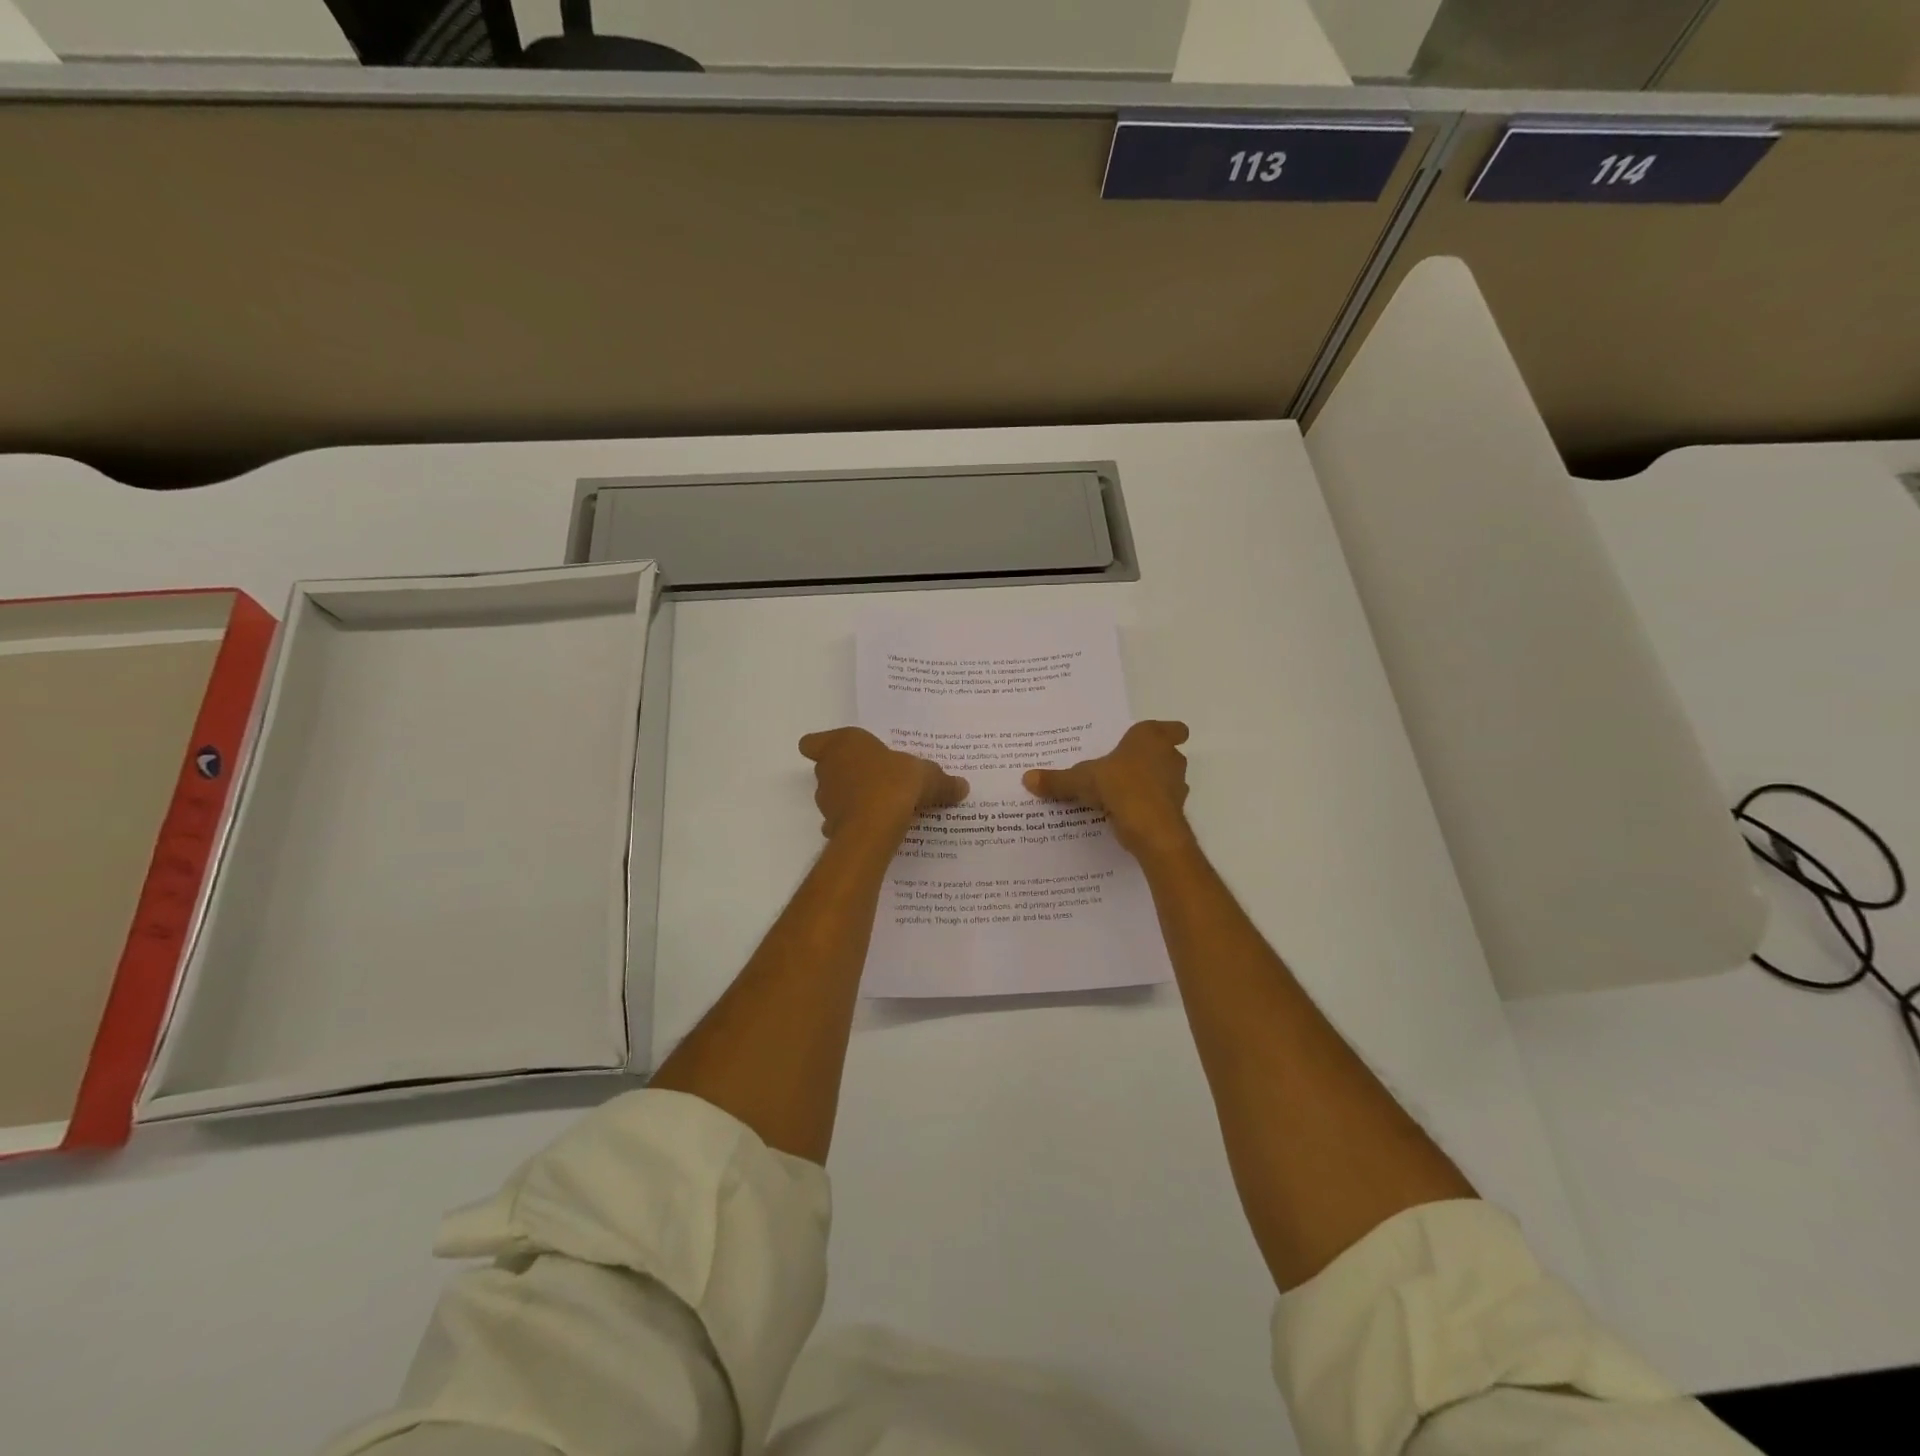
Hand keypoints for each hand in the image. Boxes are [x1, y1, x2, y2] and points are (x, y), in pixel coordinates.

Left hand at [799, 727, 968, 840]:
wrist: (874, 826)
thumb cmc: (895, 783)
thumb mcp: (926, 776)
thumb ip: (942, 781)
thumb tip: (962, 786)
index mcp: (843, 744)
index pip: (813, 742)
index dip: (822, 747)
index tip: (840, 753)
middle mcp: (828, 770)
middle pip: (828, 769)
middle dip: (847, 775)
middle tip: (875, 780)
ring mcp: (826, 801)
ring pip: (834, 797)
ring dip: (851, 800)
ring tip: (880, 807)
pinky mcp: (831, 828)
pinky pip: (842, 824)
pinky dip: (854, 826)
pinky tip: (876, 830)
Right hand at [1024, 720, 1192, 859]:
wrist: (1151, 828)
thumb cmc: (1119, 786)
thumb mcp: (1081, 781)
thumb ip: (1057, 780)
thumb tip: (1026, 778)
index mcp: (1150, 738)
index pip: (1173, 728)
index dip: (1166, 733)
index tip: (1149, 743)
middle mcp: (1169, 757)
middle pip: (1168, 754)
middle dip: (1150, 761)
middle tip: (1124, 768)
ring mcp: (1177, 785)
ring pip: (1167, 779)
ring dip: (1151, 785)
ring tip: (1123, 793)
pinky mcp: (1175, 810)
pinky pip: (1162, 804)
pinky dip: (1149, 807)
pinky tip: (1128, 814)